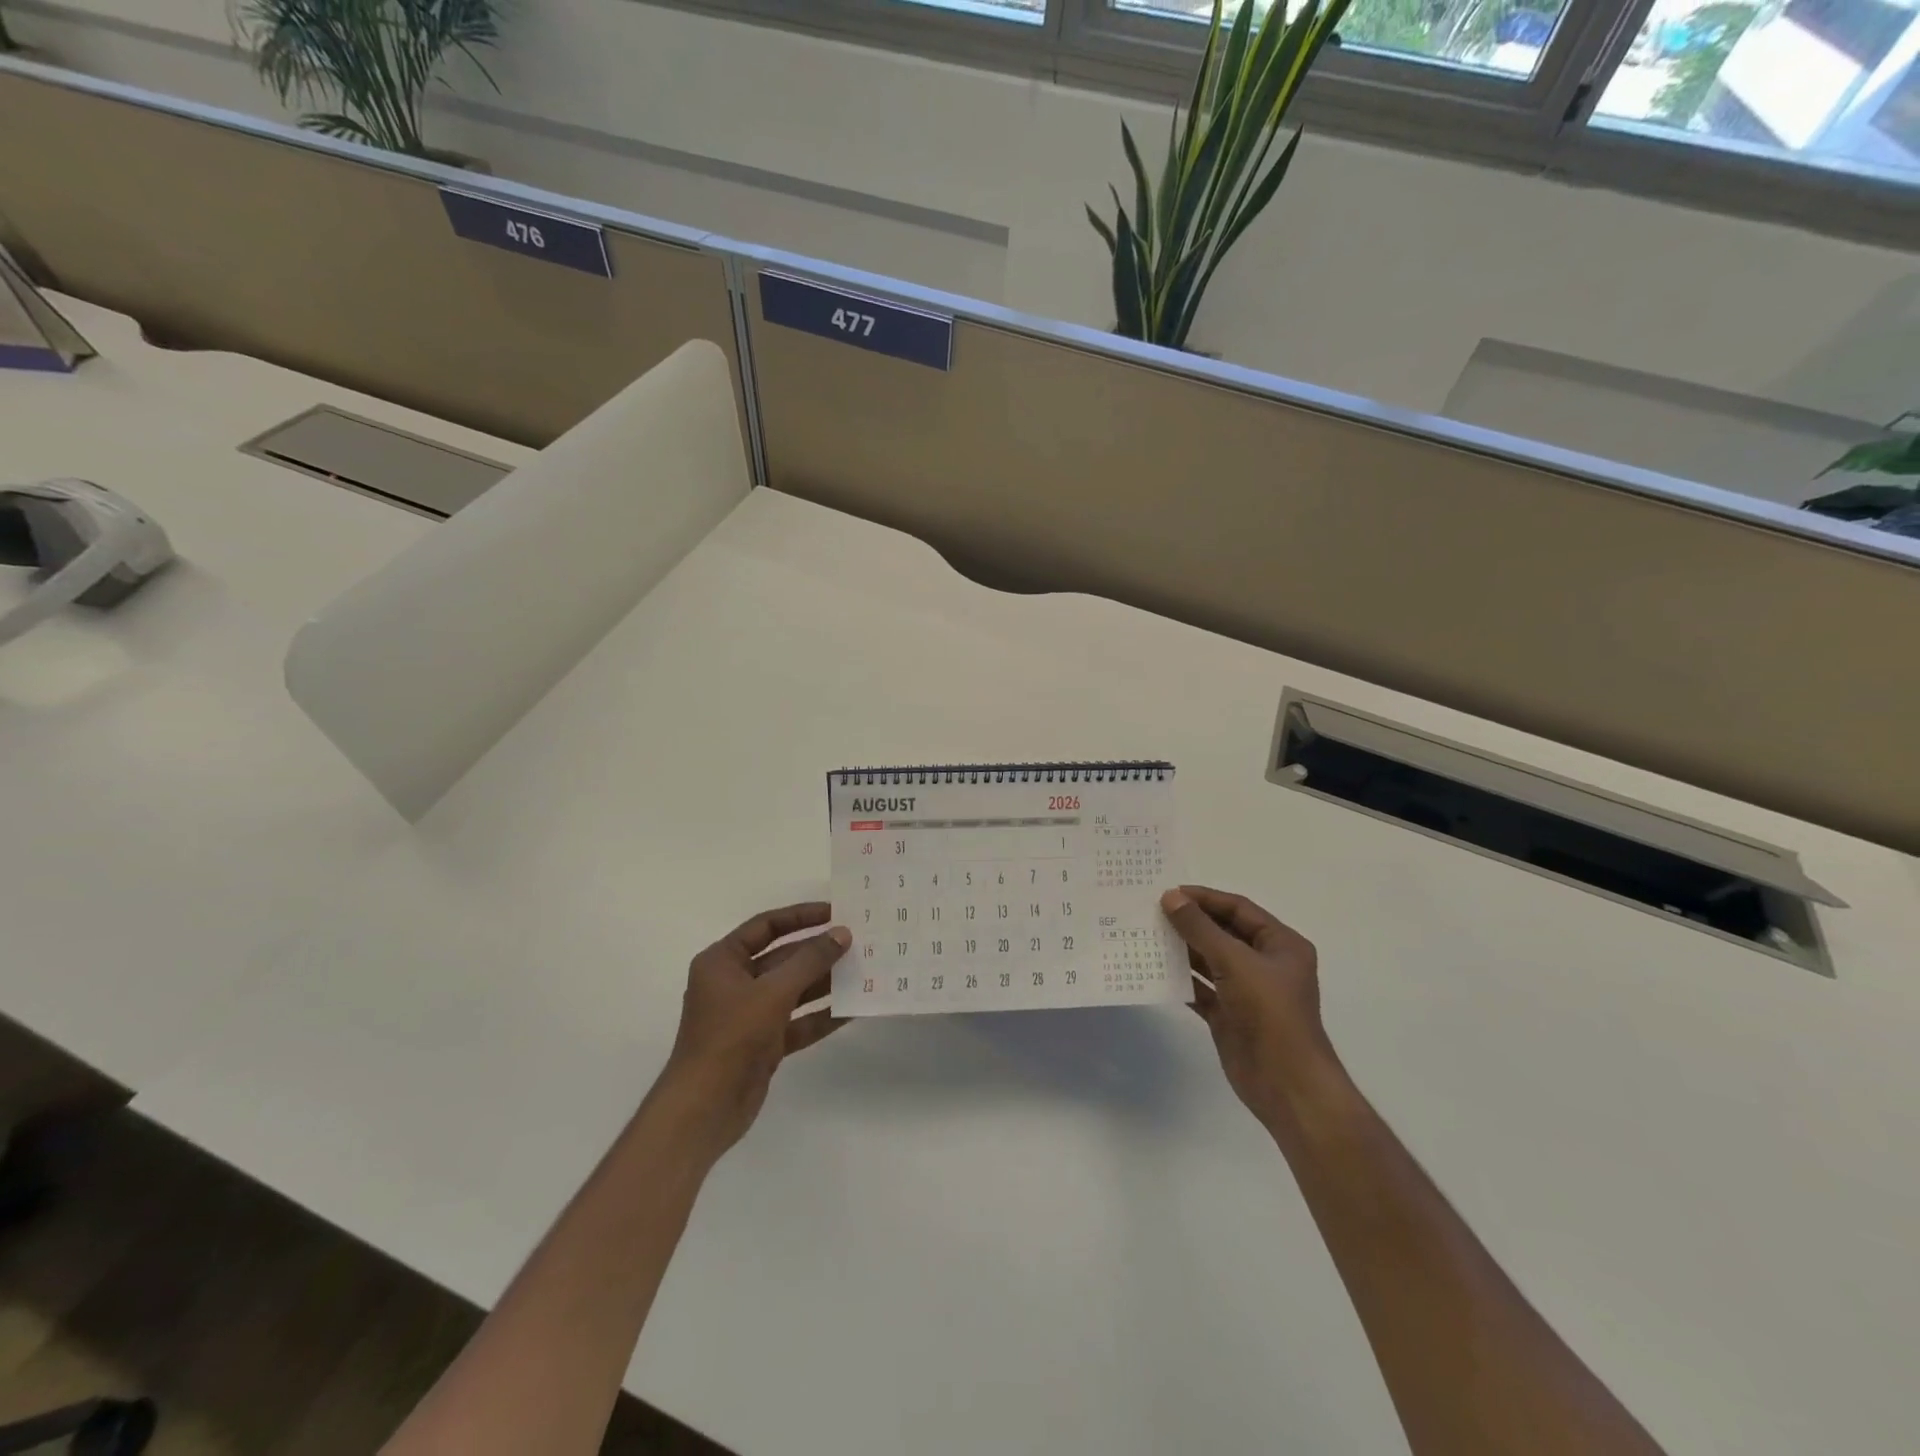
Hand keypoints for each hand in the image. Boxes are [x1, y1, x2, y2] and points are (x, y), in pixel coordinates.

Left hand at [658, 902, 850, 1157]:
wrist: (704, 1109)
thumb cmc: (731, 1037)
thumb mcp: (773, 992)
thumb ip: (810, 960)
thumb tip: (842, 934)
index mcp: (722, 961)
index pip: (766, 926)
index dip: (801, 916)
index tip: (836, 912)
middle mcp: (734, 983)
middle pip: (783, 958)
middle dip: (819, 951)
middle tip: (859, 942)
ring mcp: (749, 1015)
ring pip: (794, 990)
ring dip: (825, 982)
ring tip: (864, 971)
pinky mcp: (763, 1044)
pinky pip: (798, 1021)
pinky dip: (821, 1016)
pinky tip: (853, 1009)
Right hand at [1160, 886, 1342, 1129]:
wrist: (1286, 1084)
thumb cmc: (1270, 1013)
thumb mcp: (1235, 962)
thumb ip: (1200, 929)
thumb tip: (1170, 897)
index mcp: (1281, 944)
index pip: (1239, 909)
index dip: (1205, 898)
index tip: (1169, 893)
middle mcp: (1265, 964)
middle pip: (1223, 933)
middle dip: (1190, 923)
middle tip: (1152, 912)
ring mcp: (1247, 991)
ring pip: (1210, 960)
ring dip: (1182, 950)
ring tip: (1147, 937)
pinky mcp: (1230, 1015)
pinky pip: (1202, 988)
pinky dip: (1181, 979)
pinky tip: (1154, 971)